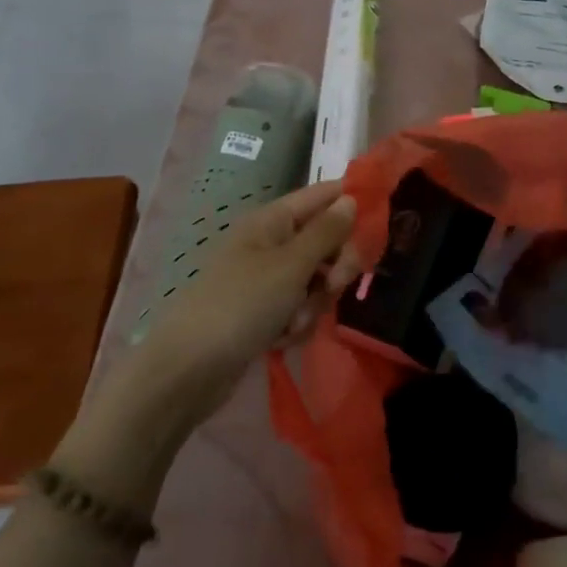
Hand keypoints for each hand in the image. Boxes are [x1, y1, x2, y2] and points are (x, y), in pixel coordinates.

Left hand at [136, 180, 360, 421]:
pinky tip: (281, 341)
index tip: (381, 224)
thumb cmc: (240, 305)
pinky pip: (299, 308)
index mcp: (273, 220)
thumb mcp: (291, 265)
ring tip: (293, 323)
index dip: (352, 203)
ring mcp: (266, 279)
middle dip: (334, 266)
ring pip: (316, 280)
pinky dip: (296, 324)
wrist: (186, 371)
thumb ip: (327, 231)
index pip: (323, 195)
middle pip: (325, 240)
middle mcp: (271, 243)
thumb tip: (351, 199)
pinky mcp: (263, 313)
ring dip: (314, 303)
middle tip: (333, 285)